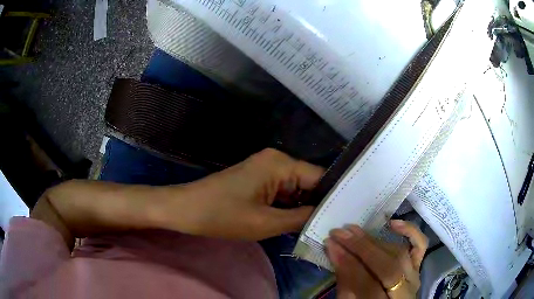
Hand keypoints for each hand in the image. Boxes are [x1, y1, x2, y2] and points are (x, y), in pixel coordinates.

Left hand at [161, 148, 322, 239]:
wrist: (186, 209)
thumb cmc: (222, 215)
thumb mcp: (265, 222)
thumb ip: (301, 218)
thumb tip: (326, 216)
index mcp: (280, 163)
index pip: (319, 177)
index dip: (332, 197)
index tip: (344, 216)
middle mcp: (276, 160)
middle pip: (308, 182)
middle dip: (316, 204)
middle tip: (332, 226)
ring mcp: (266, 169)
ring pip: (295, 189)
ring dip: (302, 207)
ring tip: (319, 227)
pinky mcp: (258, 179)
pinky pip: (282, 192)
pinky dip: (288, 206)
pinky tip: (297, 222)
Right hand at [326, 220, 427, 298]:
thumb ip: (344, 282)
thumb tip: (336, 252)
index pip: (369, 284)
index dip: (349, 264)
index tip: (331, 246)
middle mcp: (405, 291)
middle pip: (388, 266)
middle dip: (361, 248)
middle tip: (339, 234)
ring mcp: (414, 277)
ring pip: (399, 254)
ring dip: (374, 240)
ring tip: (353, 230)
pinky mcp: (418, 266)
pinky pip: (420, 245)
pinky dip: (410, 231)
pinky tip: (393, 223)